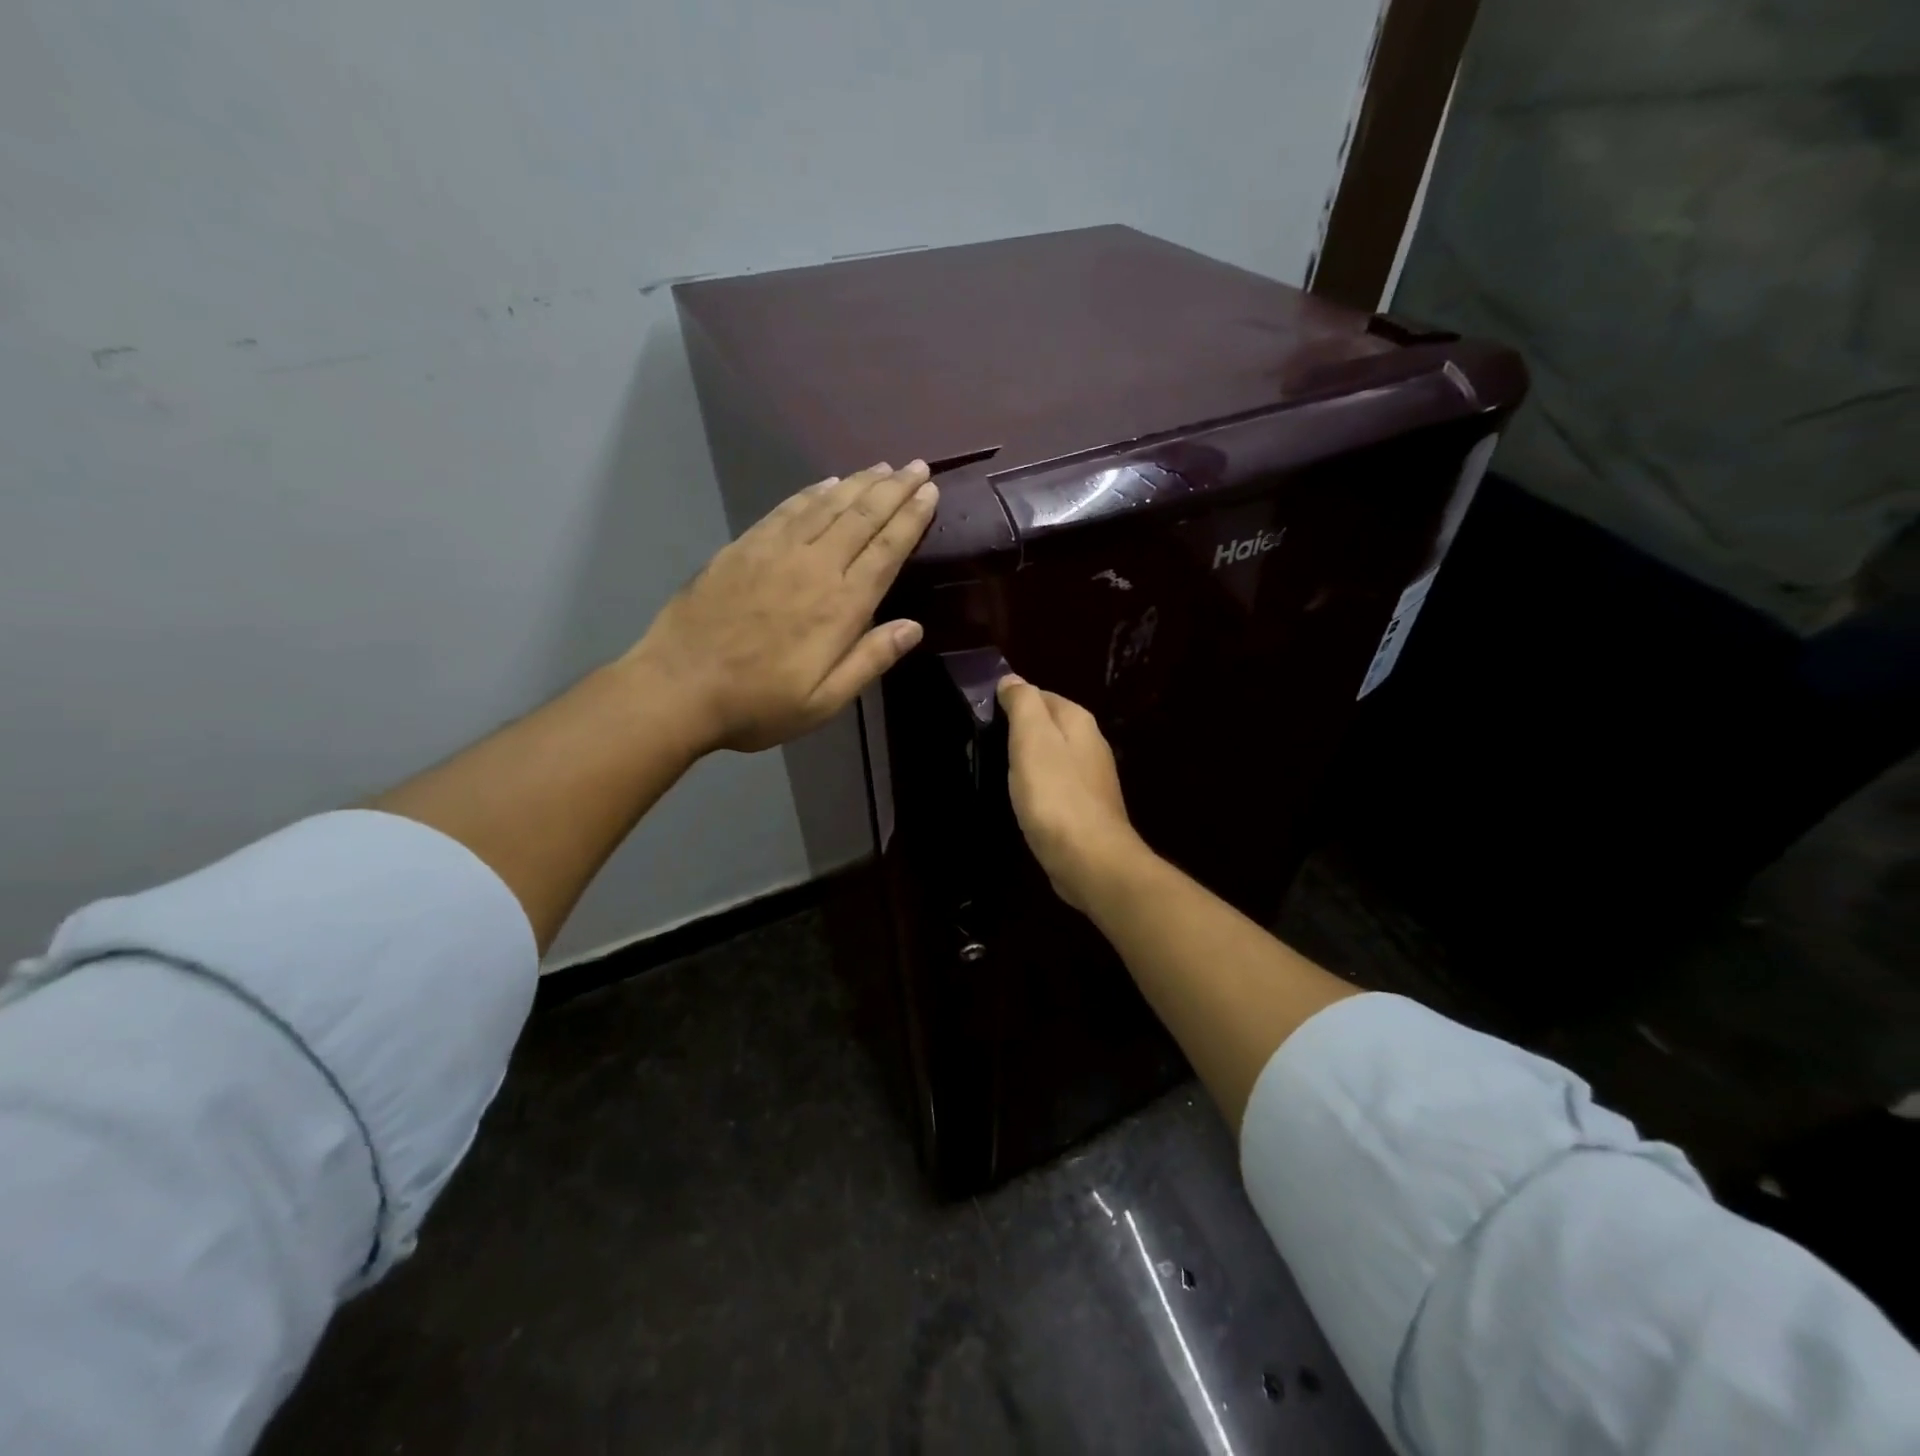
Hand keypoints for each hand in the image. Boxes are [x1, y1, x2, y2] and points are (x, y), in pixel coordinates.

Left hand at [631, 462, 937, 753]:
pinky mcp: (743, 547)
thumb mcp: (824, 701)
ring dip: (859, 482)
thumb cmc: (758, 704)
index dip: (911, 518)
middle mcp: (814, 567)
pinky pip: (787, 508)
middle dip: (894, 489)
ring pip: (827, 505)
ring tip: (883, 467)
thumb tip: (914, 627)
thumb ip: (870, 660)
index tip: (930, 492)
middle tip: (918, 466)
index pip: (886, 551)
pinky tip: (828, 482)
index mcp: (841, 606)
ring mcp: (775, 551)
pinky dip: (813, 492)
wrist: (678, 688)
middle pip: (862, 517)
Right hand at [997, 674, 1149, 911]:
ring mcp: (1091, 779)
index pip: (1040, 695)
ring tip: (999, 773)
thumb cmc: (1055, 794)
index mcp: (1078, 721)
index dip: (1011, 702)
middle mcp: (1090, 744)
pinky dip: (1038, 788)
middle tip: (985, 746)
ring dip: (1028, 762)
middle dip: (1019, 732)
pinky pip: (1056, 787)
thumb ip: (1023, 704)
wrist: (1089, 859)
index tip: (982, 717)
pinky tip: (1023, 801)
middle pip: (1048, 726)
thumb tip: (1012, 680)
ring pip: (1052, 757)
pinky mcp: (1086, 810)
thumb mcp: (1032, 739)